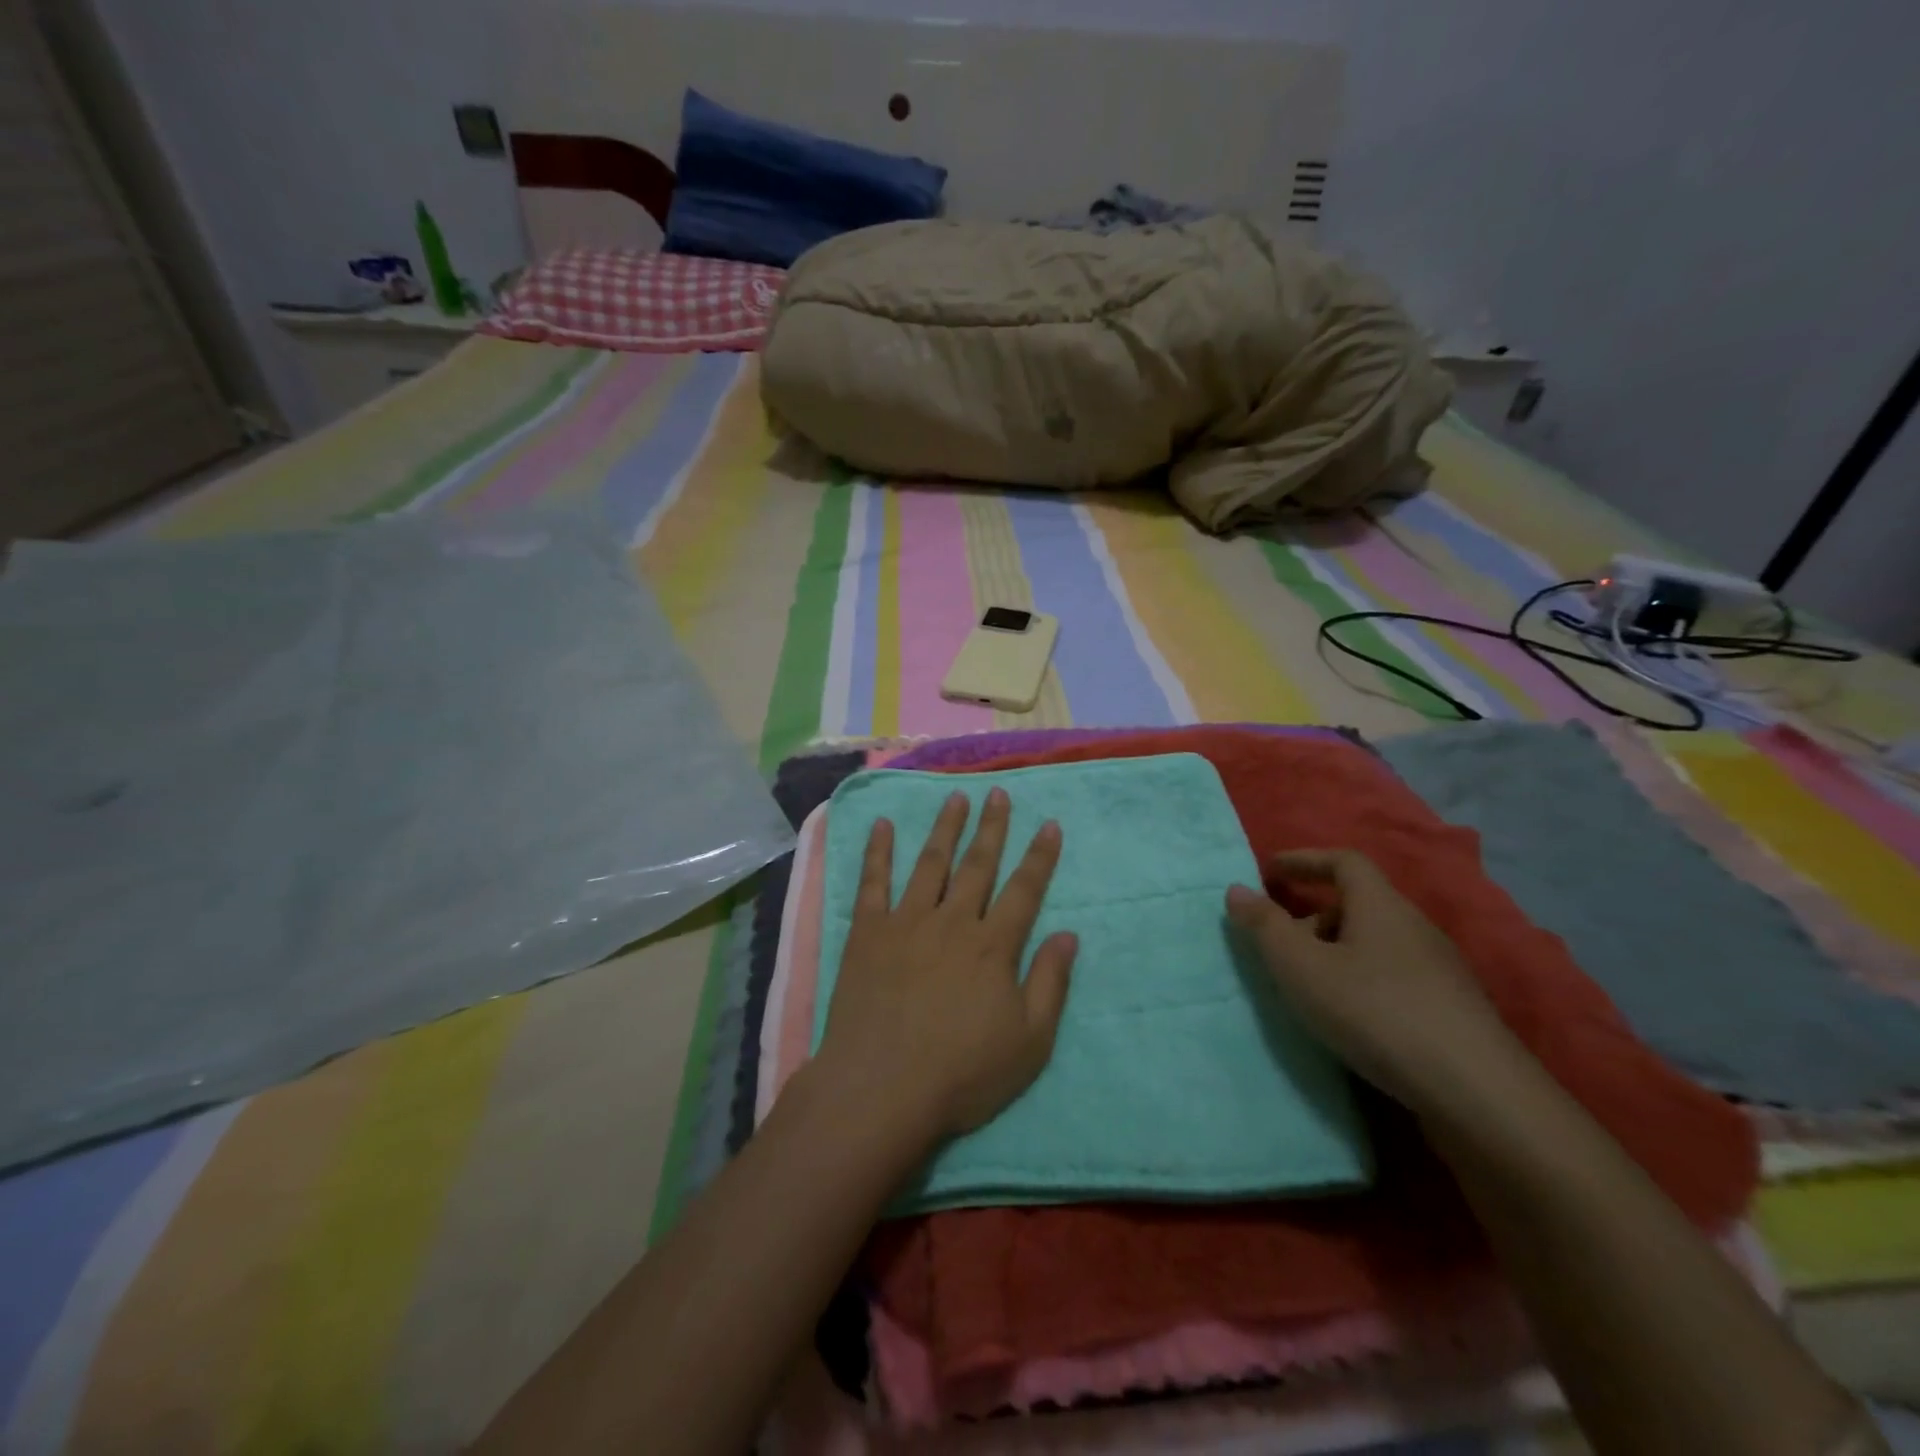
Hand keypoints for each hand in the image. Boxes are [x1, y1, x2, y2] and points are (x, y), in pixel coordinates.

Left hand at [816, 788, 1078, 1142]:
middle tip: (998, 793)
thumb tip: (1069, 935)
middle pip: (978, 865)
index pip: (1023, 890)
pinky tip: (881, 825)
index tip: (1049, 824)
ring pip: (931, 863)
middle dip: (992, 827)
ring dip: (945, 828)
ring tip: (956, 797)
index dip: (1039, 857)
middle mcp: (952, 921)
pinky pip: (873, 883)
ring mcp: (907, 922)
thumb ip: (1050, 984)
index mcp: (992, 946)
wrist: (882, 1087)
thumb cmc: (962, 1072)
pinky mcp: (868, 933)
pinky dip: (877, 852)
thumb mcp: (1028, 1042)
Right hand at [1226, 849, 1526, 1125]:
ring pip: (1377, 943)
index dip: (1305, 860)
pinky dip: (1362, 980)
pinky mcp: (1452, 1010)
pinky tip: (1350, 1017)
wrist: (1476, 1093)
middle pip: (1359, 903)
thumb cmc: (1375, 1011)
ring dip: (1337, 951)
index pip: (1344, 861)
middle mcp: (1414, 927)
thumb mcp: (1302, 967)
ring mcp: (1440, 970)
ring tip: (1309, 985)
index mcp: (1381, 905)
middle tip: (1281, 943)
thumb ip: (1265, 927)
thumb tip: (1237, 890)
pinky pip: (1394, 976)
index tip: (1271, 871)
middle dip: (1314, 914)